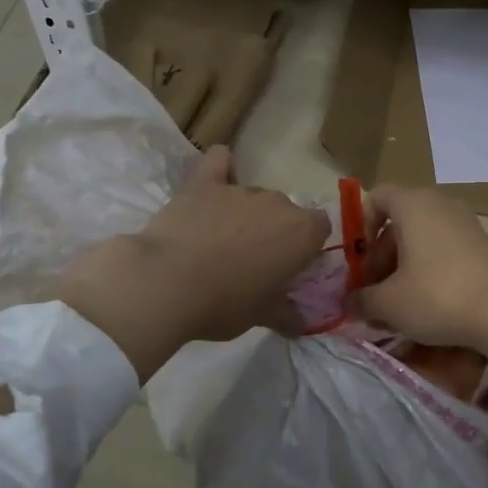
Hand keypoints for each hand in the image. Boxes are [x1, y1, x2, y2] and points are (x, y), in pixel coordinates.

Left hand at [138, 145, 331, 339]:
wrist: (166, 284)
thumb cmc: (225, 304)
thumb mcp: (263, 317)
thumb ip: (287, 315)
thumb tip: (301, 324)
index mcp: (302, 232)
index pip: (321, 227)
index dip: (307, 246)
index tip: (290, 267)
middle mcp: (276, 202)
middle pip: (285, 211)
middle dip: (274, 232)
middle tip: (253, 263)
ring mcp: (238, 189)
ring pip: (252, 196)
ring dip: (245, 215)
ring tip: (220, 244)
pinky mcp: (202, 183)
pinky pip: (218, 162)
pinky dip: (220, 168)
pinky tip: (214, 180)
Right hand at [355, 186, 487, 349]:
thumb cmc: (436, 296)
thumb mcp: (388, 303)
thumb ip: (361, 300)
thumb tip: (349, 303)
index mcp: (413, 205)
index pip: (377, 197)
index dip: (361, 225)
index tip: (360, 260)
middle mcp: (440, 204)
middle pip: (399, 222)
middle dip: (381, 256)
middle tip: (374, 291)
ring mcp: (466, 223)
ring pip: (422, 238)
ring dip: (403, 266)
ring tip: (398, 304)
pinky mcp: (482, 245)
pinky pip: (444, 249)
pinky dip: (429, 269)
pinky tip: (427, 304)